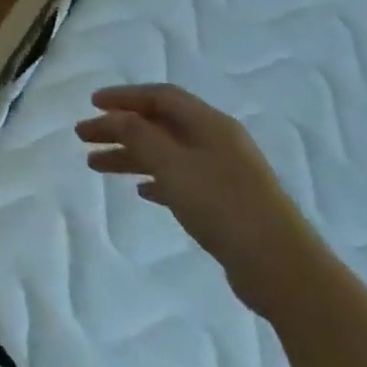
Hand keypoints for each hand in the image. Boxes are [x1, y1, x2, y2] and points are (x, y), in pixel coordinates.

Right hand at [76, 84, 324, 313]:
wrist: (283, 270)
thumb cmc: (223, 206)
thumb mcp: (172, 164)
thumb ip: (138, 135)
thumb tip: (116, 116)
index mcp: (210, 125)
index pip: (161, 96)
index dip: (124, 96)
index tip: (92, 104)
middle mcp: (218, 143)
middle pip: (159, 125)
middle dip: (119, 128)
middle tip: (83, 136)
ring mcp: (225, 174)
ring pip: (166, 153)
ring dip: (130, 155)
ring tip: (95, 165)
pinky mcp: (227, 204)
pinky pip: (180, 180)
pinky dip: (155, 179)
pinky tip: (139, 191)